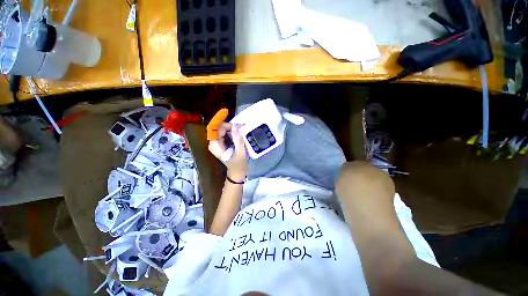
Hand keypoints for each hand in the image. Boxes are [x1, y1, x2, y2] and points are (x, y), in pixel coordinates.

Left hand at [208, 122, 247, 181]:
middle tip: (240, 129)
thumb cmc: (238, 165)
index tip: (226, 112)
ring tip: (241, 132)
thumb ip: (238, 140)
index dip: (219, 120)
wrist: (237, 172)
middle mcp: (213, 143)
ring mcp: (216, 143)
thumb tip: (236, 127)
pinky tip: (238, 134)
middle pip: (218, 128)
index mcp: (215, 146)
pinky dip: (231, 131)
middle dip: (229, 126)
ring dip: (231, 128)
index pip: (214, 129)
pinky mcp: (220, 143)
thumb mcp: (240, 153)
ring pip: (221, 130)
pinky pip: (224, 133)